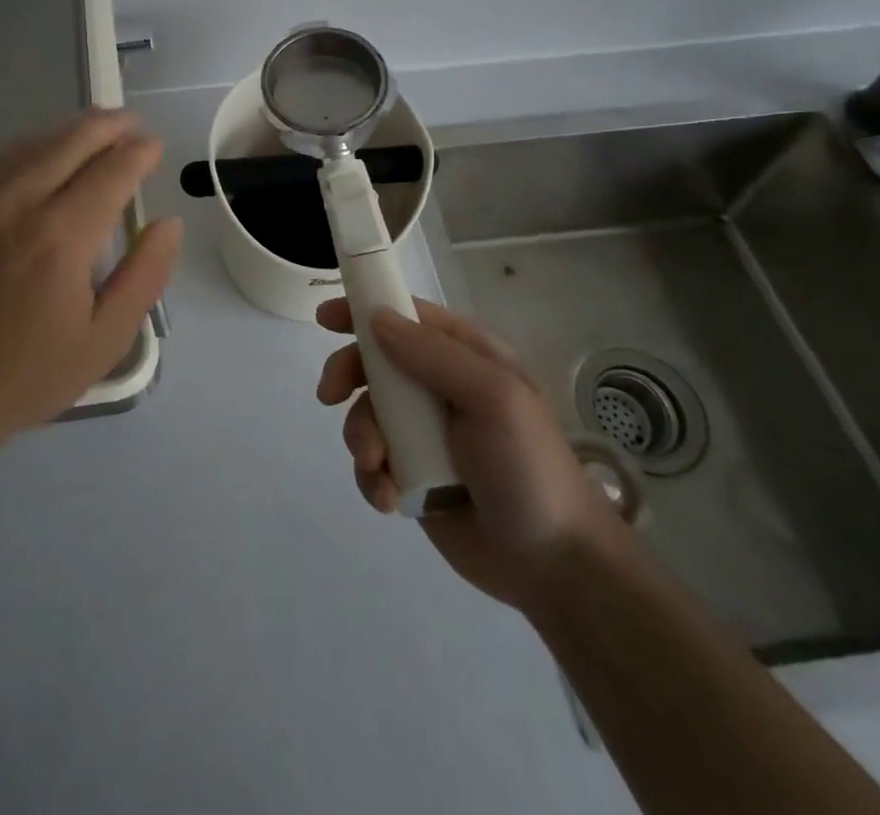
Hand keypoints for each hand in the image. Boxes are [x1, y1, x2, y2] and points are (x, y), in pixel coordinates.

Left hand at [0, 110, 182, 465]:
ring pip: (30, 145)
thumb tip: (168, 222)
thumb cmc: (24, 377)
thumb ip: (145, 276)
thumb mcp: (104, 341)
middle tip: (130, 122)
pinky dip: (26, 147)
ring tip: (95, 126)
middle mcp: (15, 205)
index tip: (154, 146)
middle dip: (107, 126)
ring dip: (68, 130)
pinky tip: (39, 151)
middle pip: (70, 143)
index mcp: (60, 239)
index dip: (138, 152)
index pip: (111, 171)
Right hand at [315, 297, 629, 609]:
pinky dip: (371, 477)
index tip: (324, 319)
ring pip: (366, 414)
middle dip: (348, 376)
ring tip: (378, 467)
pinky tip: (389, 499)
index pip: (406, 316)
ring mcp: (425, 433)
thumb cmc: (528, 468)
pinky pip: (372, 462)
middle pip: (375, 363)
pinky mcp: (413, 476)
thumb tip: (376, 318)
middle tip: (330, 396)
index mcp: (466, 356)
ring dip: (361, 437)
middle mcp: (440, 387)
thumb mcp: (493, 398)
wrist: (555, 567)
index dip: (364, 311)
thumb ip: (433, 354)